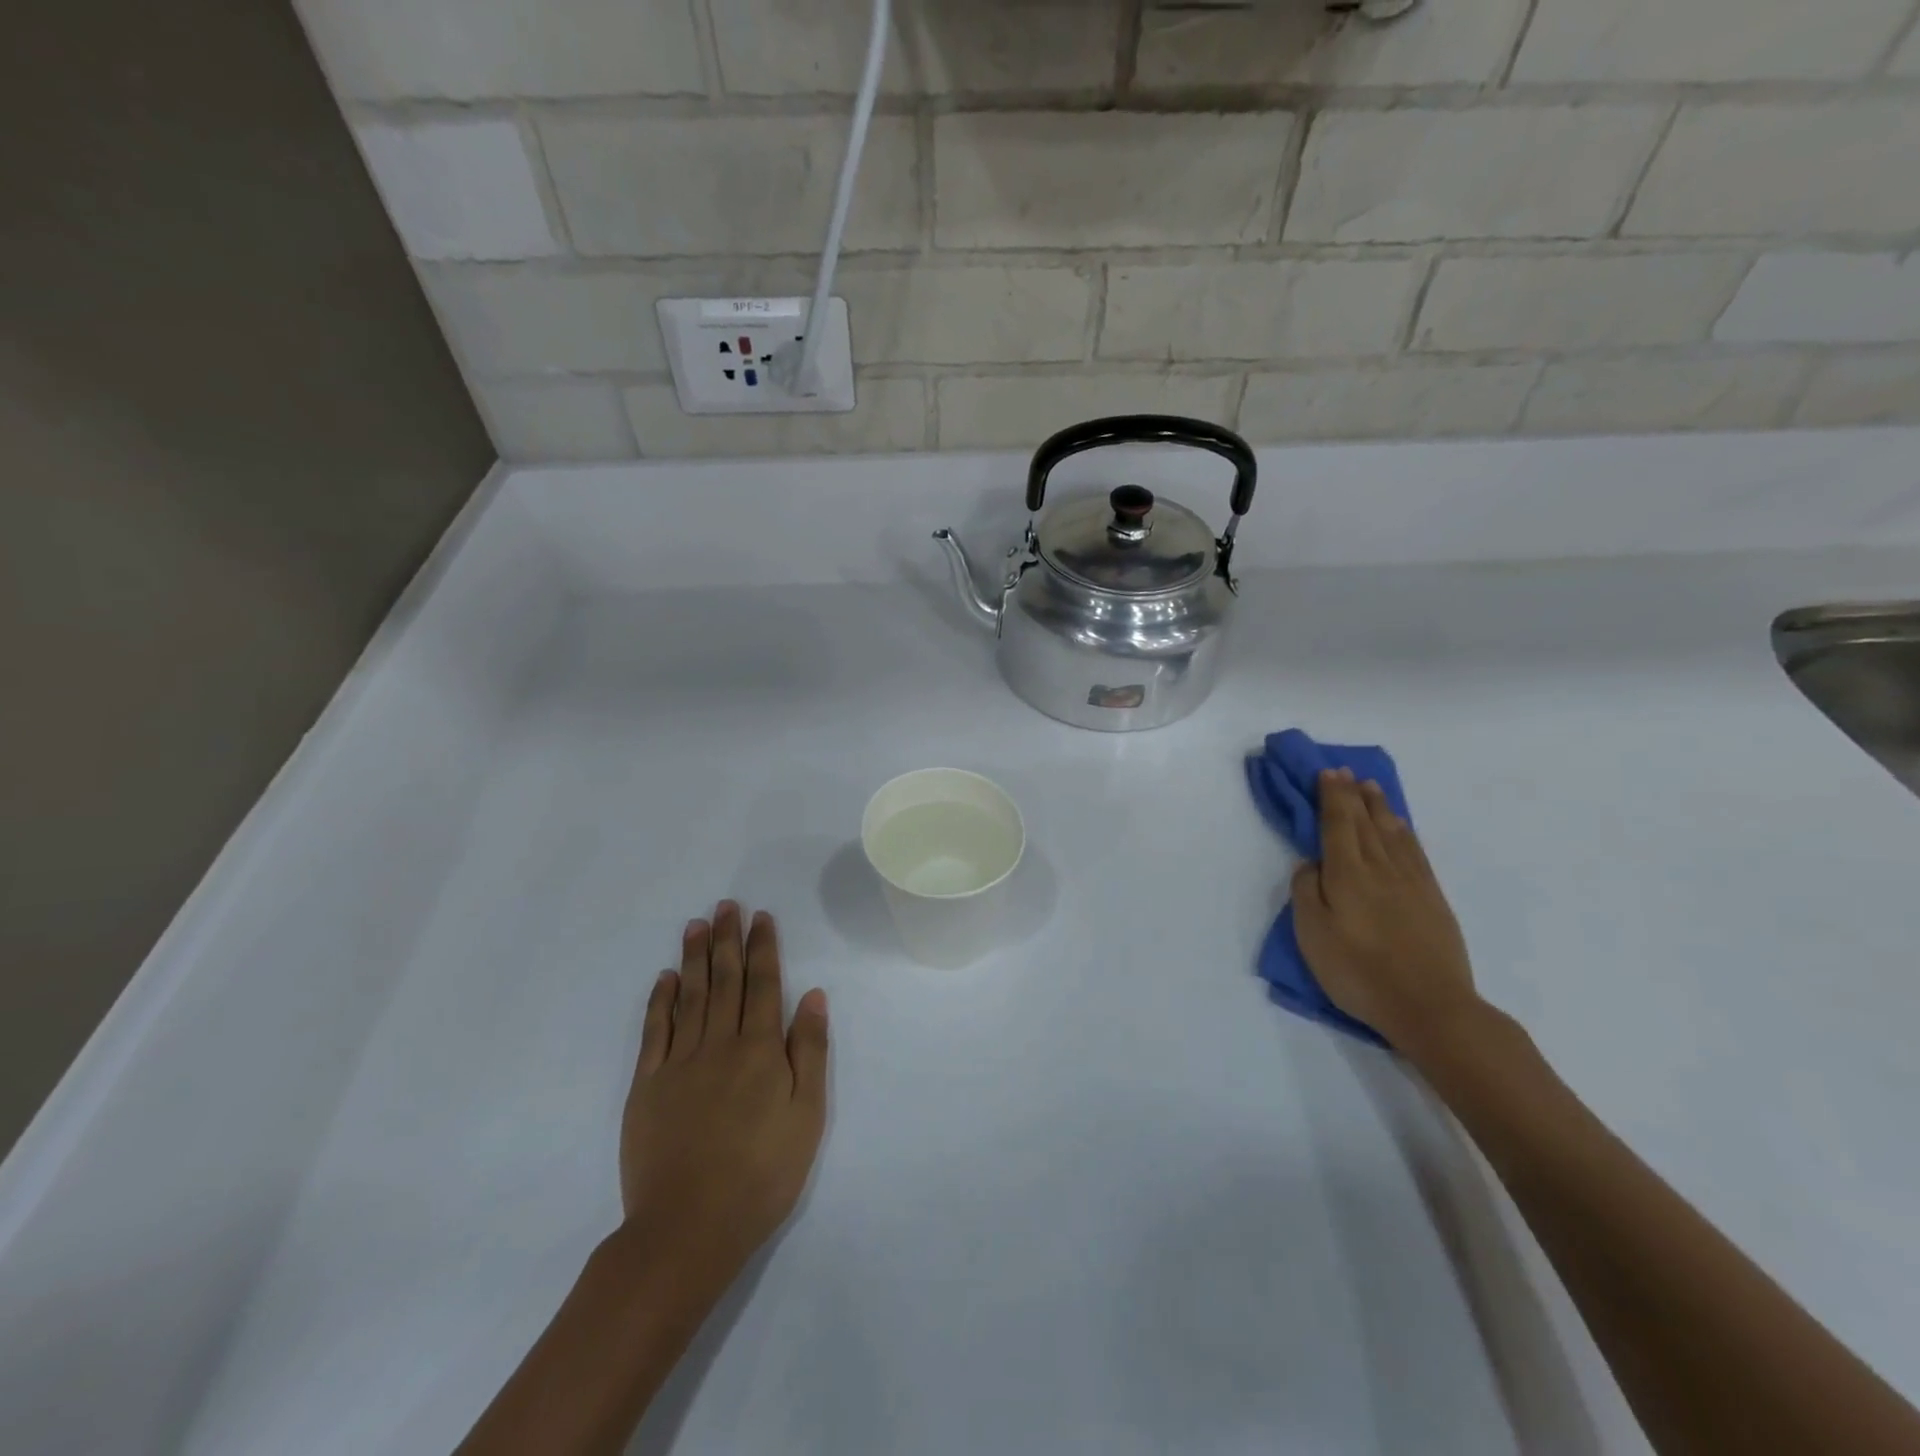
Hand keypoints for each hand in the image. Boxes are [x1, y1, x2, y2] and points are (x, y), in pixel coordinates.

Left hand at [619, 903, 829, 1291]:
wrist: (688, 1228)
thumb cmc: (762, 1174)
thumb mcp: (807, 1115)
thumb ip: (808, 1051)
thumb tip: (812, 994)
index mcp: (760, 1050)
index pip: (763, 985)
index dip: (763, 948)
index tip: (761, 918)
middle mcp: (719, 1044)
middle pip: (724, 981)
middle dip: (727, 939)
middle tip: (726, 905)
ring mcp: (679, 1063)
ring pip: (690, 996)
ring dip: (694, 957)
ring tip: (697, 924)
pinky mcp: (647, 1086)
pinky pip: (654, 1032)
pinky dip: (660, 1001)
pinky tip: (665, 978)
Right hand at [1291, 770, 1482, 1055]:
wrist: (1430, 1007)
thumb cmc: (1359, 972)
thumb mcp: (1312, 935)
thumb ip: (1306, 892)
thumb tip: (1311, 864)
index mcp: (1347, 874)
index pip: (1337, 824)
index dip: (1331, 797)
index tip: (1327, 773)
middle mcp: (1380, 867)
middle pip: (1364, 822)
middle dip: (1352, 794)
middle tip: (1344, 772)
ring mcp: (1411, 881)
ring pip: (1392, 832)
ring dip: (1378, 806)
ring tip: (1370, 787)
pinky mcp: (1432, 898)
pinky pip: (1415, 851)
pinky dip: (1404, 831)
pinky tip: (1400, 825)